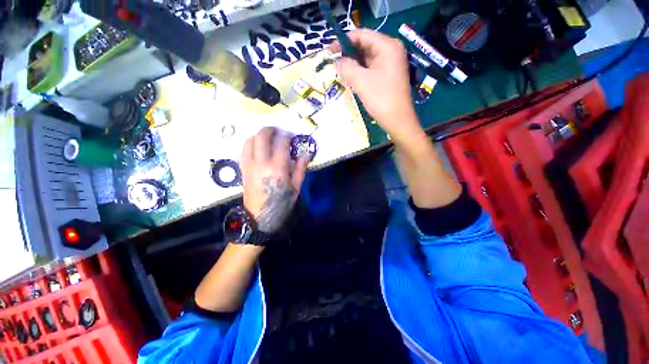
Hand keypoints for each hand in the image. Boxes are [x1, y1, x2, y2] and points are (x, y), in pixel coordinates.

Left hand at [240, 127, 308, 232]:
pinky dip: (251, 142)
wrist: (259, 217)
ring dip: (259, 134)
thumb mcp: (296, 188)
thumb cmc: (281, 203)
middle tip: (278, 131)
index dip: (287, 135)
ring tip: (268, 137)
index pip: (281, 143)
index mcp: (277, 167)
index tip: (291, 135)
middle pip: (262, 136)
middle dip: (270, 129)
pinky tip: (257, 146)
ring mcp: (249, 164)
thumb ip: (300, 169)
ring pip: (250, 140)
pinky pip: (244, 149)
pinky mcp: (243, 168)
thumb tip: (305, 154)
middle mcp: (261, 162)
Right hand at [331, 29, 418, 137]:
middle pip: (364, 45)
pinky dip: (360, 72)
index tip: (329, 52)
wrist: (397, 120)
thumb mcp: (361, 81)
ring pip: (367, 58)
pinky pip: (370, 68)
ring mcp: (390, 63)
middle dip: (348, 54)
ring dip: (353, 64)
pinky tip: (350, 78)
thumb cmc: (381, 99)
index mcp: (387, 46)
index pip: (361, 35)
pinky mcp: (388, 75)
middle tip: (333, 64)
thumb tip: (335, 61)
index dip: (343, 41)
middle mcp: (390, 50)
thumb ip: (346, 67)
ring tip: (340, 72)